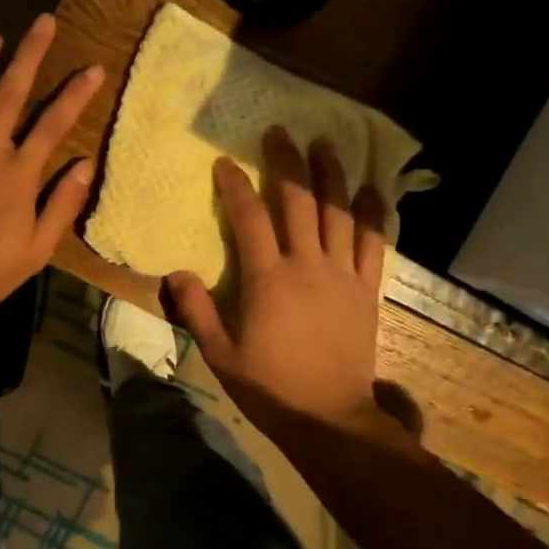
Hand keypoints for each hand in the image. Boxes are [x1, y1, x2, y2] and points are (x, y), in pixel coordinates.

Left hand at [0, 15, 103, 317]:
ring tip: (1, 39)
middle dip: (30, 54)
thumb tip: (86, 165)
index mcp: (19, 174)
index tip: (93, 68)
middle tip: (42, 22)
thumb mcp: (37, 248)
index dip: (75, 94)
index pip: (54, 124)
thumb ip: (61, 204)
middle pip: (12, 94)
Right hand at [166, 127, 400, 447]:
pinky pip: (374, 243)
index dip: (235, 186)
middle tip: (280, 131)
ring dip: (331, 175)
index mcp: (267, 279)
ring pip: (339, 213)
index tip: (224, 163)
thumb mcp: (220, 354)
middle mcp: (307, 265)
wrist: (328, 417)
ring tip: (325, 144)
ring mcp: (342, 275)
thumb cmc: (269, 387)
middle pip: (298, 202)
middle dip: (287, 162)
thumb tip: (174, 272)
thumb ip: (197, 310)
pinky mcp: (366, 289)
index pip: (250, 218)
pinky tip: (371, 189)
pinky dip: (373, 214)